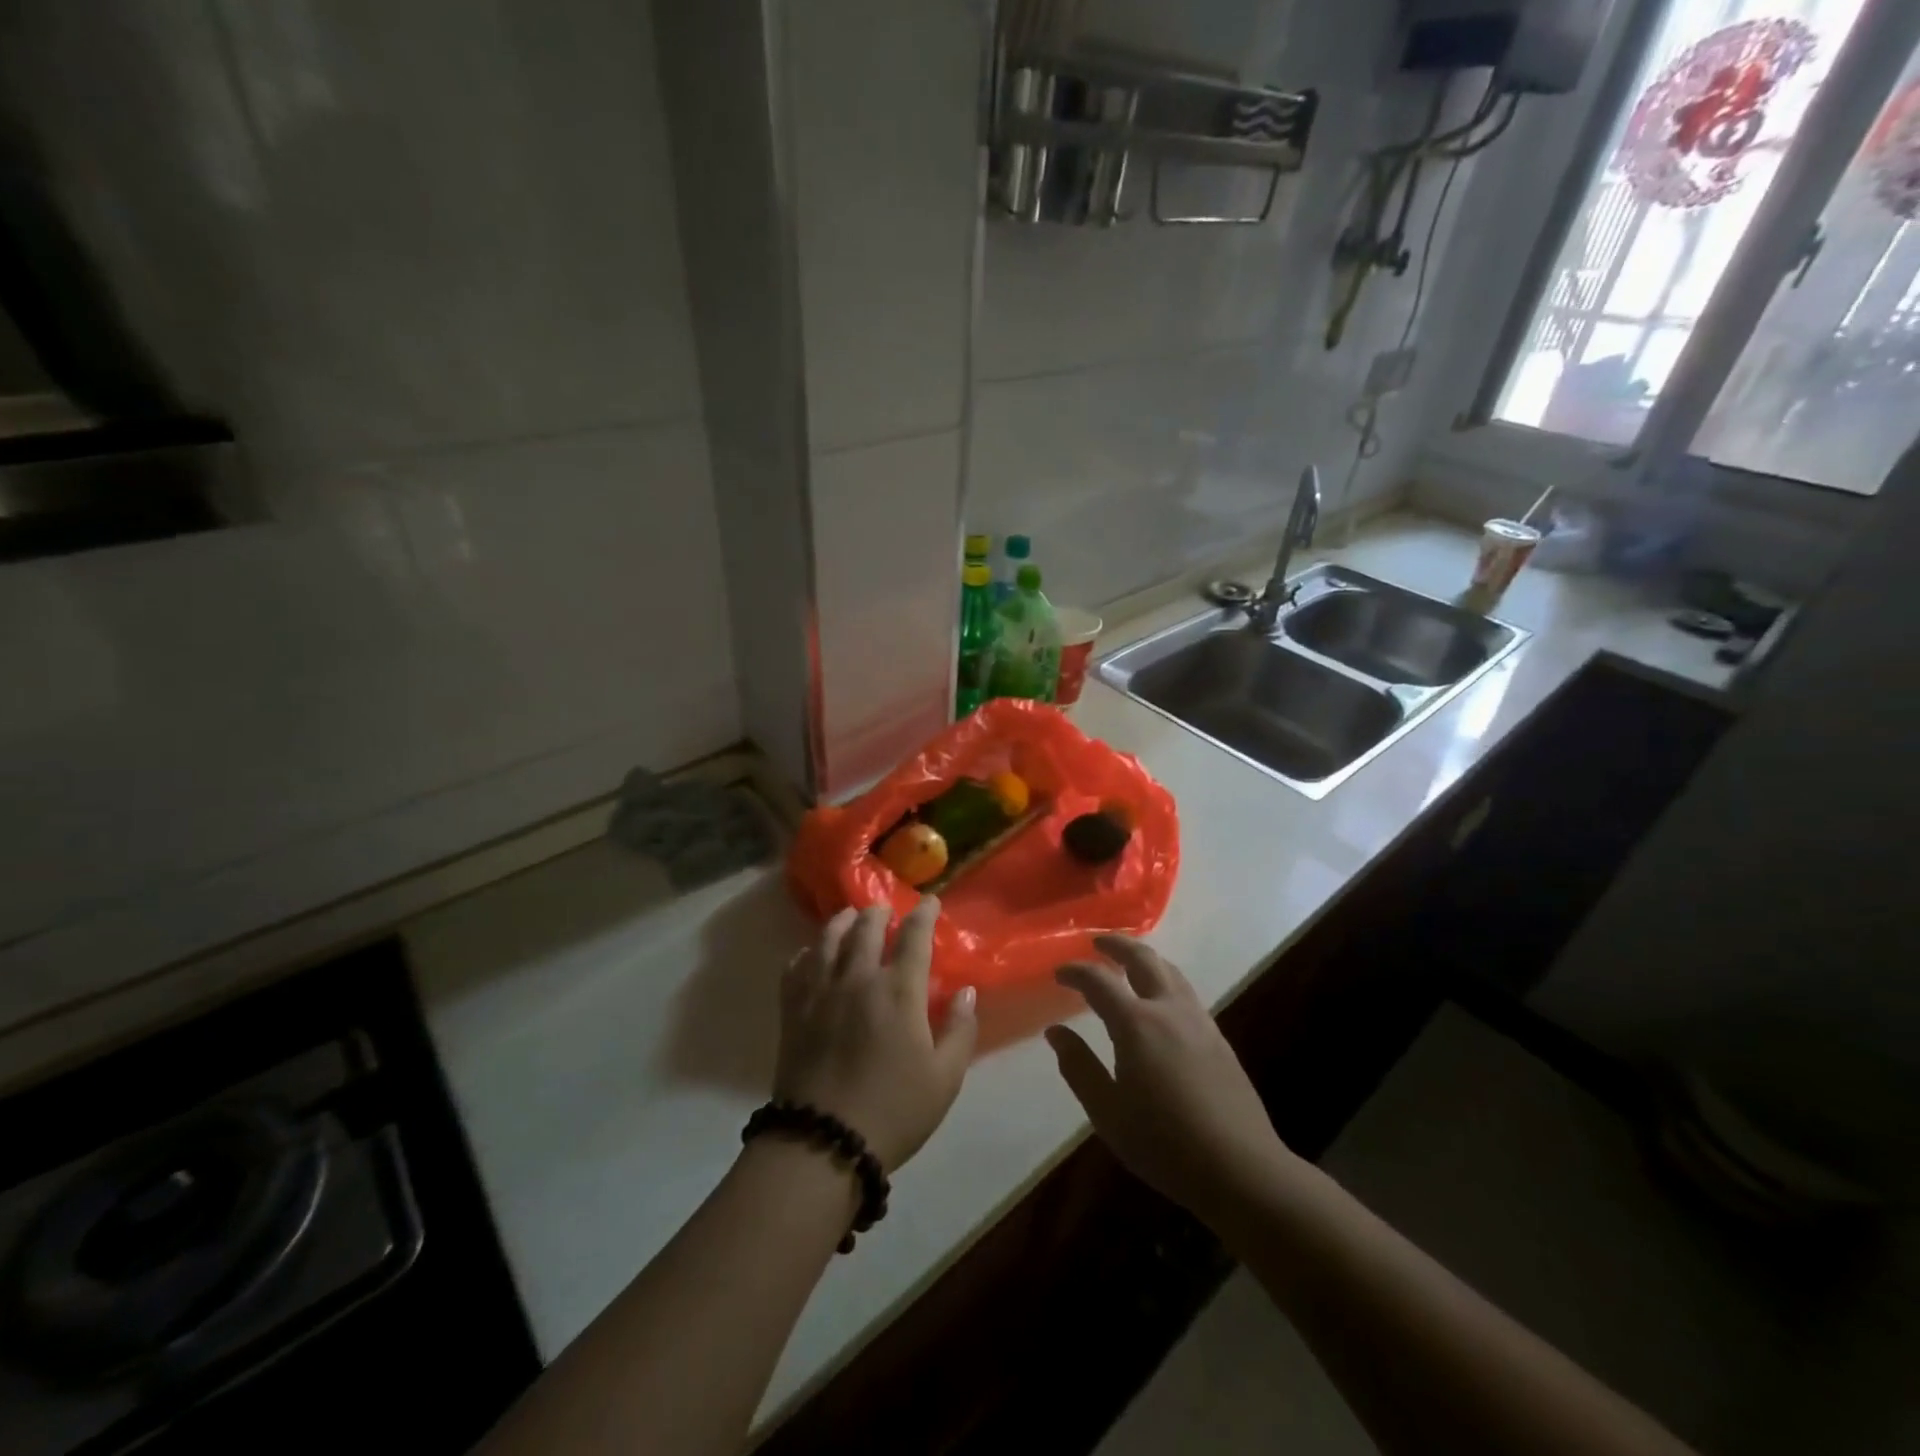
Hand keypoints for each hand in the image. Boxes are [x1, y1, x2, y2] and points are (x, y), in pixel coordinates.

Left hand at [776, 897, 976, 1172]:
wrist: (822, 1142)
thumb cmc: (894, 1111)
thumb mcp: (944, 1078)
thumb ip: (960, 1030)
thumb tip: (965, 991)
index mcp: (899, 991)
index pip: (914, 937)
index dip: (924, 914)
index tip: (930, 901)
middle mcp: (858, 978)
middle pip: (866, 928)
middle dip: (879, 913)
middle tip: (886, 909)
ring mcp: (820, 991)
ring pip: (829, 939)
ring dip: (842, 922)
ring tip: (849, 917)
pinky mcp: (793, 1010)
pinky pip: (796, 967)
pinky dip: (807, 952)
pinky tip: (812, 954)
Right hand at [1047, 936, 1295, 1226]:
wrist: (1240, 1168)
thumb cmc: (1164, 1143)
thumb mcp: (1108, 1112)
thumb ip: (1079, 1067)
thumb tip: (1056, 1032)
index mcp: (1136, 1024)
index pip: (1099, 981)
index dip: (1076, 971)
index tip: (1059, 973)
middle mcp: (1168, 1009)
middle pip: (1142, 959)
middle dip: (1117, 945)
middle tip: (1097, 942)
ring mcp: (1198, 1020)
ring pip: (1169, 971)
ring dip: (1145, 957)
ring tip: (1128, 961)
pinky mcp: (1218, 1037)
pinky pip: (1185, 990)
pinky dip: (1164, 978)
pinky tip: (1160, 998)